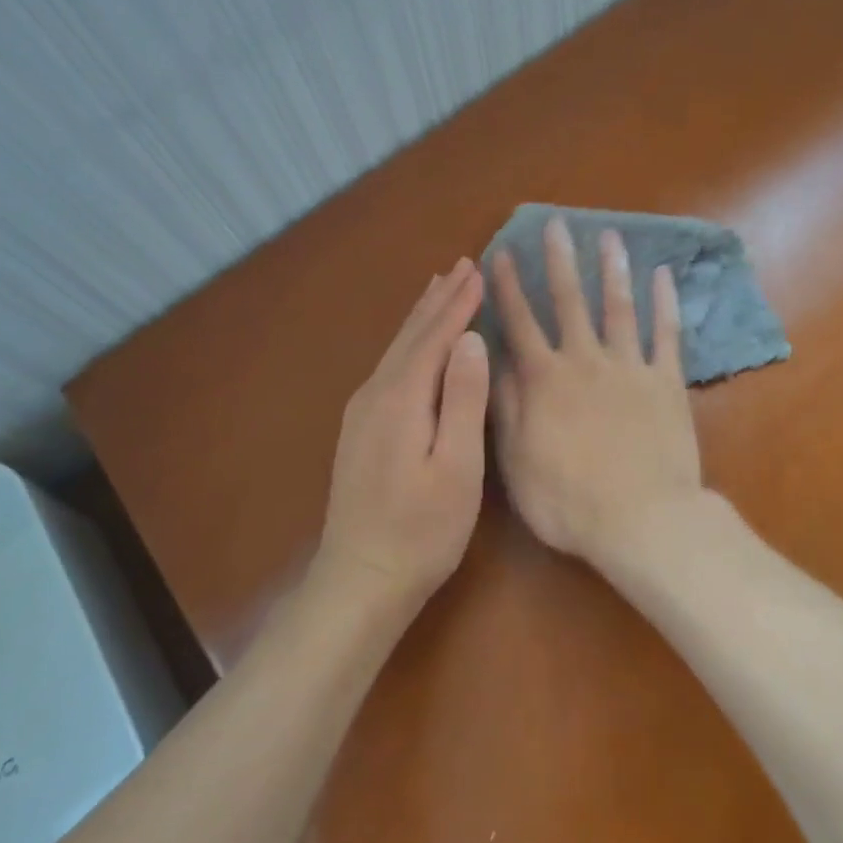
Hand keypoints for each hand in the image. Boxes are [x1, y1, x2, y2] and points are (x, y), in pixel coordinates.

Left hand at [317, 260, 489, 606]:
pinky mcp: (361, 427)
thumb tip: (471, 339)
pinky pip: (390, 366)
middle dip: (440, 299)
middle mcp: (376, 393)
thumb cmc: (422, 529)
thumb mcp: (457, 467)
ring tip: (439, 286)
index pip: (436, 337)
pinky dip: (409, 342)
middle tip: (463, 264)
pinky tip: (414, 343)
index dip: (460, 304)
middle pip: (412, 335)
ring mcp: (363, 411)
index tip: (481, 270)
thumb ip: (463, 400)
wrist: (361, 577)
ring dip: (422, 316)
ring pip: (397, 348)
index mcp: (402, 398)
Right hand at [490, 217, 703, 564]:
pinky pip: (667, 334)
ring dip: (613, 269)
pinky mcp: (667, 382)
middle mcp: (585, 361)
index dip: (509, 288)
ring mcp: (630, 367)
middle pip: (570, 302)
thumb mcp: (516, 461)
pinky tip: (663, 275)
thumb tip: (494, 361)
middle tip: (557, 224)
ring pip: (619, 307)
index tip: (503, 253)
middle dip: (561, 261)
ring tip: (610, 235)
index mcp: (545, 380)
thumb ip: (505, 407)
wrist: (642, 520)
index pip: (520, 323)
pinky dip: (665, 303)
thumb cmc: (569, 500)